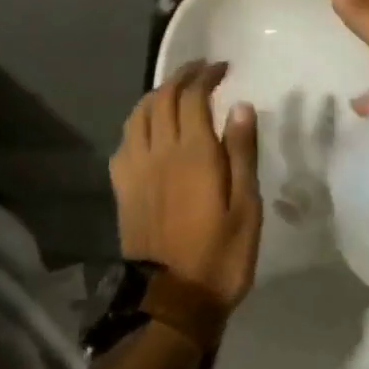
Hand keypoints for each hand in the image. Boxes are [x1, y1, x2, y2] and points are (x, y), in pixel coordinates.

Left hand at [111, 61, 261, 308]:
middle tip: (201, 70)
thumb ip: (241, 152)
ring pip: (139, 114)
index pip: (193, 96)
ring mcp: (136, 169)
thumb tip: (240, 105)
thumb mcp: (246, 205)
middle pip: (163, 98)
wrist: (172, 301)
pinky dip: (138, 122)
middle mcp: (160, 151)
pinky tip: (149, 128)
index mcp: (194, 152)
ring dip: (157, 94)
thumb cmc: (220, 254)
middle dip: (182, 76)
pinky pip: (124, 141)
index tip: (221, 67)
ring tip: (175, 91)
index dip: (205, 75)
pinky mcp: (123, 188)